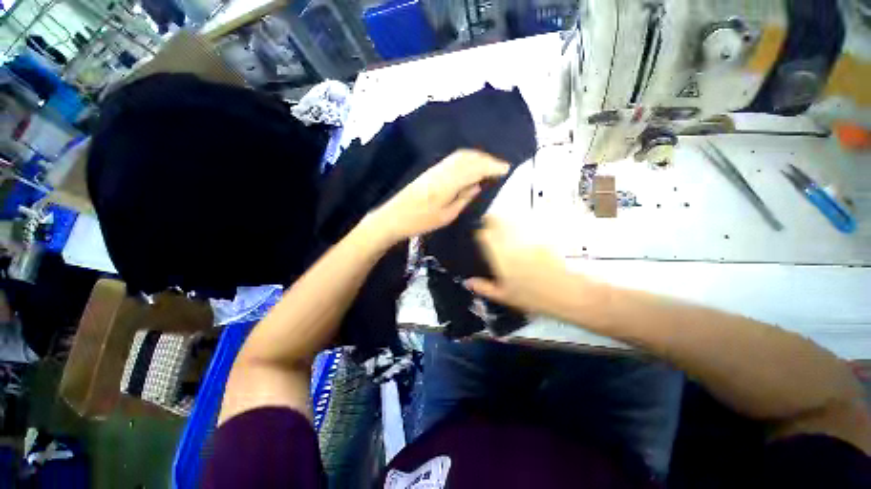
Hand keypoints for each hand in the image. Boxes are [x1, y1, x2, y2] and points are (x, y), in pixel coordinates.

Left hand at [367, 149, 509, 243]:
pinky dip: (466, 159)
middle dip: (488, 159)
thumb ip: (464, 198)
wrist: (394, 217)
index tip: (507, 169)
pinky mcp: (431, 171)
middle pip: (469, 157)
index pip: (475, 168)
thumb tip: (477, 185)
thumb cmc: (420, 221)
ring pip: (461, 156)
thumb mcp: (446, 215)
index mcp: (448, 183)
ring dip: (478, 157)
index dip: (492, 167)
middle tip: (501, 167)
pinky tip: (471, 167)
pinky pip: (453, 159)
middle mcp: (443, 171)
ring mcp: (435, 168)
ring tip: (490, 165)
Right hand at [465, 216, 584, 316]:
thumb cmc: (532, 297)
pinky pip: (527, 227)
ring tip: (504, 229)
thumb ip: (484, 287)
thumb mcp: (504, 296)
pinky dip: (521, 227)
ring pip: (512, 221)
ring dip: (505, 222)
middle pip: (498, 221)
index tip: (479, 235)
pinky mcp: (541, 236)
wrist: (568, 293)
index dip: (479, 231)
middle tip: (490, 227)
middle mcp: (512, 242)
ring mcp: (528, 237)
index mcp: (499, 255)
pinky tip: (522, 236)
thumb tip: (467, 282)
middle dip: (492, 221)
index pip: (484, 234)